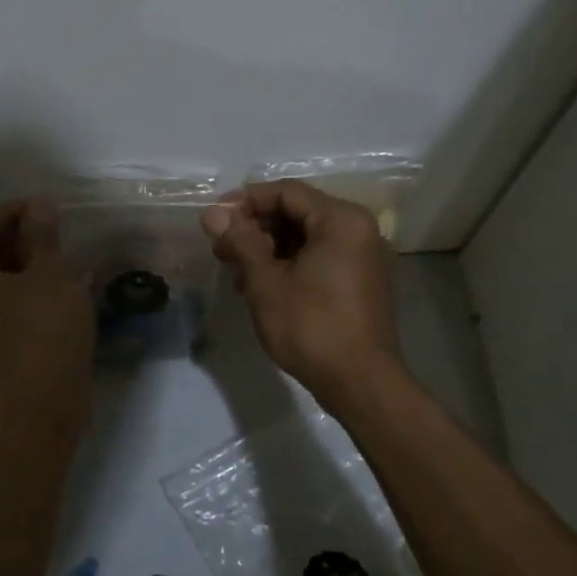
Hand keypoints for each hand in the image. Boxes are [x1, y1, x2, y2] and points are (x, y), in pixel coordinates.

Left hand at [0, 200, 93, 419]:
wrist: (39, 410)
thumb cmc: (41, 332)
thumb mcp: (49, 274)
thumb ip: (41, 236)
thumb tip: (40, 207)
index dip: (15, 212)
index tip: (50, 208)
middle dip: (19, 240)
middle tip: (56, 231)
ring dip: (24, 267)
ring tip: (60, 257)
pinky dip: (23, 293)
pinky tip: (56, 287)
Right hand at [201, 180, 402, 411]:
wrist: (360, 383)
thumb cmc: (312, 327)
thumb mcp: (266, 282)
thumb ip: (240, 242)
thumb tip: (212, 214)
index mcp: (341, 220)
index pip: (287, 192)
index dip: (246, 202)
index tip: (214, 220)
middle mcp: (359, 230)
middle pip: (298, 213)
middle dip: (255, 229)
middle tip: (221, 250)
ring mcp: (363, 257)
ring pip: (306, 238)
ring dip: (269, 250)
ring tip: (236, 273)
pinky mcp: (361, 282)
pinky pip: (320, 259)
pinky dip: (290, 265)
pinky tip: (262, 287)